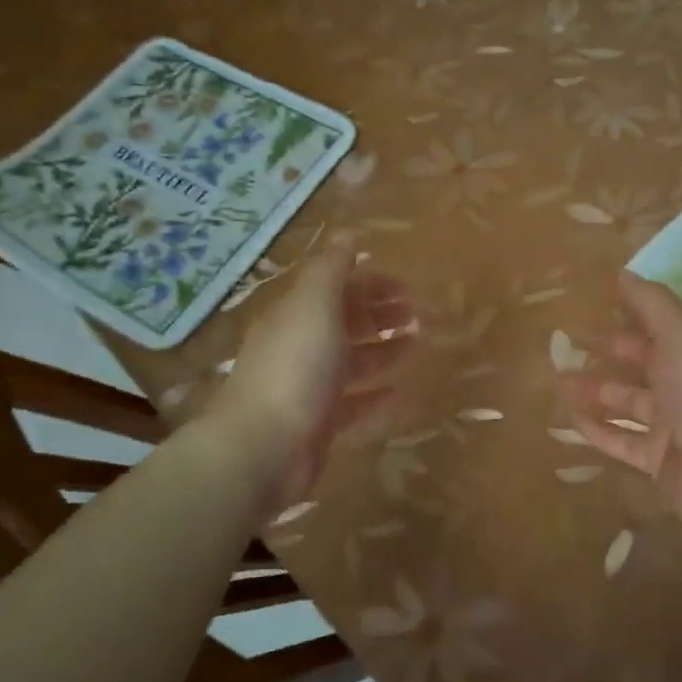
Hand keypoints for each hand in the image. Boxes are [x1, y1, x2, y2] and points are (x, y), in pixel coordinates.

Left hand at [221, 236, 414, 503]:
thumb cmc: (294, 368)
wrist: (264, 448)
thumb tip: (346, 233)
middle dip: (380, 316)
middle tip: (418, 317)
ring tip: (416, 345)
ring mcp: (308, 389)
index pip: (336, 290)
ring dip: (383, 351)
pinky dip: (376, 397)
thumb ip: (331, 270)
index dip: (370, 285)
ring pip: (352, 363)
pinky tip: (401, 395)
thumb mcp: (314, 306)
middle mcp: (299, 348)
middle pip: (345, 324)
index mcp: (296, 316)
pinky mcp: (318, 426)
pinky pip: (353, 406)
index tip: (407, 288)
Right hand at [564, 272, 681, 541]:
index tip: (594, 300)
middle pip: (644, 362)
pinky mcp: (659, 460)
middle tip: (566, 341)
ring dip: (596, 390)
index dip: (632, 310)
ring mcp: (675, 425)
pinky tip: (569, 417)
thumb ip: (653, 304)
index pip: (664, 323)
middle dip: (609, 350)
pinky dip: (598, 429)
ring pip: (628, 401)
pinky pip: (622, 440)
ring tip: (560, 379)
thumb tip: (623, 272)